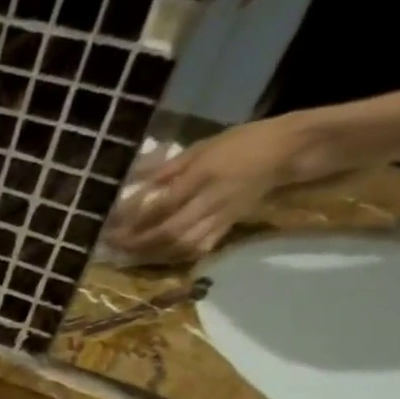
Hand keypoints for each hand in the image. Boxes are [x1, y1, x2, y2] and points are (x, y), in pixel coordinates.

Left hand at [109, 115, 322, 261]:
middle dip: (137, 243)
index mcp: (203, 174)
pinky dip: (175, 256)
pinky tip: (157, 256)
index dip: (133, 219)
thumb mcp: (202, 146)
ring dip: (152, 254)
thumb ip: (168, 168)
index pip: (161, 204)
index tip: (111, 226)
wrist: (288, 150)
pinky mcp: (229, 225)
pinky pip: (199, 248)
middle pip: (169, 231)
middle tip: (113, 247)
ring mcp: (221, 215)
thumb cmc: (240, 142)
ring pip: (182, 244)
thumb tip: (133, 184)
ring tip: (129, 254)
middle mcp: (210, 199)